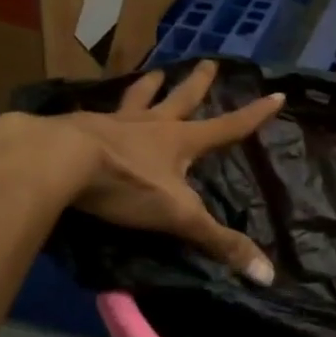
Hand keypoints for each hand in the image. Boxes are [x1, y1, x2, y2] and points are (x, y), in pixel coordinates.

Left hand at [45, 61, 283, 282]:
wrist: (59, 161)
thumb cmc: (126, 184)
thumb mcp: (178, 217)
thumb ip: (219, 242)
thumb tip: (267, 274)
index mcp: (179, 141)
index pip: (227, 127)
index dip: (254, 115)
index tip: (276, 94)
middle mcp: (150, 124)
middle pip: (181, 99)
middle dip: (198, 84)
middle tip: (210, 62)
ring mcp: (113, 123)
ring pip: (138, 98)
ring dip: (150, 86)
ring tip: (156, 71)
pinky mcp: (80, 128)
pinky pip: (98, 114)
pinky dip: (102, 110)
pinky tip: (93, 109)